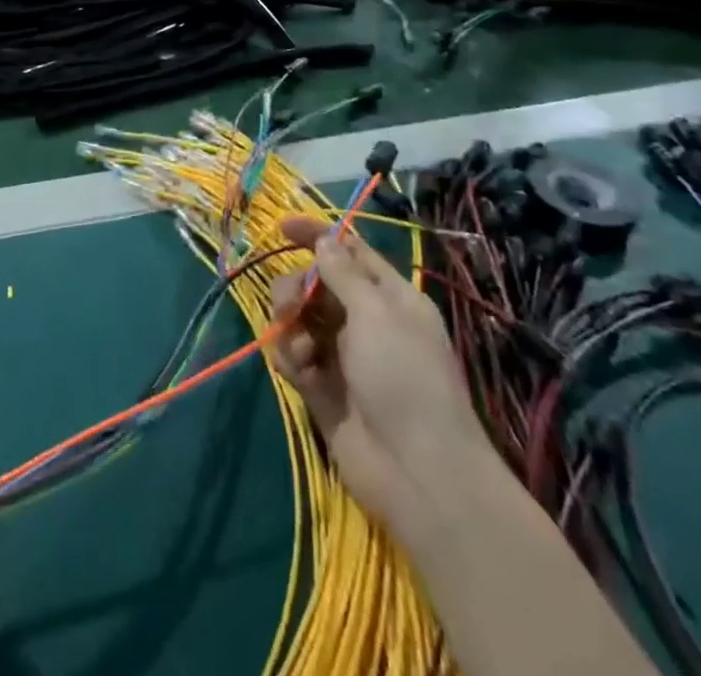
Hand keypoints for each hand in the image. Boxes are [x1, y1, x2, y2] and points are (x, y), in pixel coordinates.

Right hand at [266, 218, 490, 524]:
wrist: (419, 473)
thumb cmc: (405, 377)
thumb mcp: (376, 313)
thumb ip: (343, 273)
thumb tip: (325, 238)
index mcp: (390, 297)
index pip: (349, 251)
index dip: (317, 235)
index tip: (282, 226)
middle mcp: (365, 321)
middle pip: (316, 283)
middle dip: (296, 286)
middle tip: (291, 304)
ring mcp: (342, 356)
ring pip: (299, 318)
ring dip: (290, 323)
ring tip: (299, 346)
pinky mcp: (321, 388)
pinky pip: (294, 355)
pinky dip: (290, 355)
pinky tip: (299, 369)